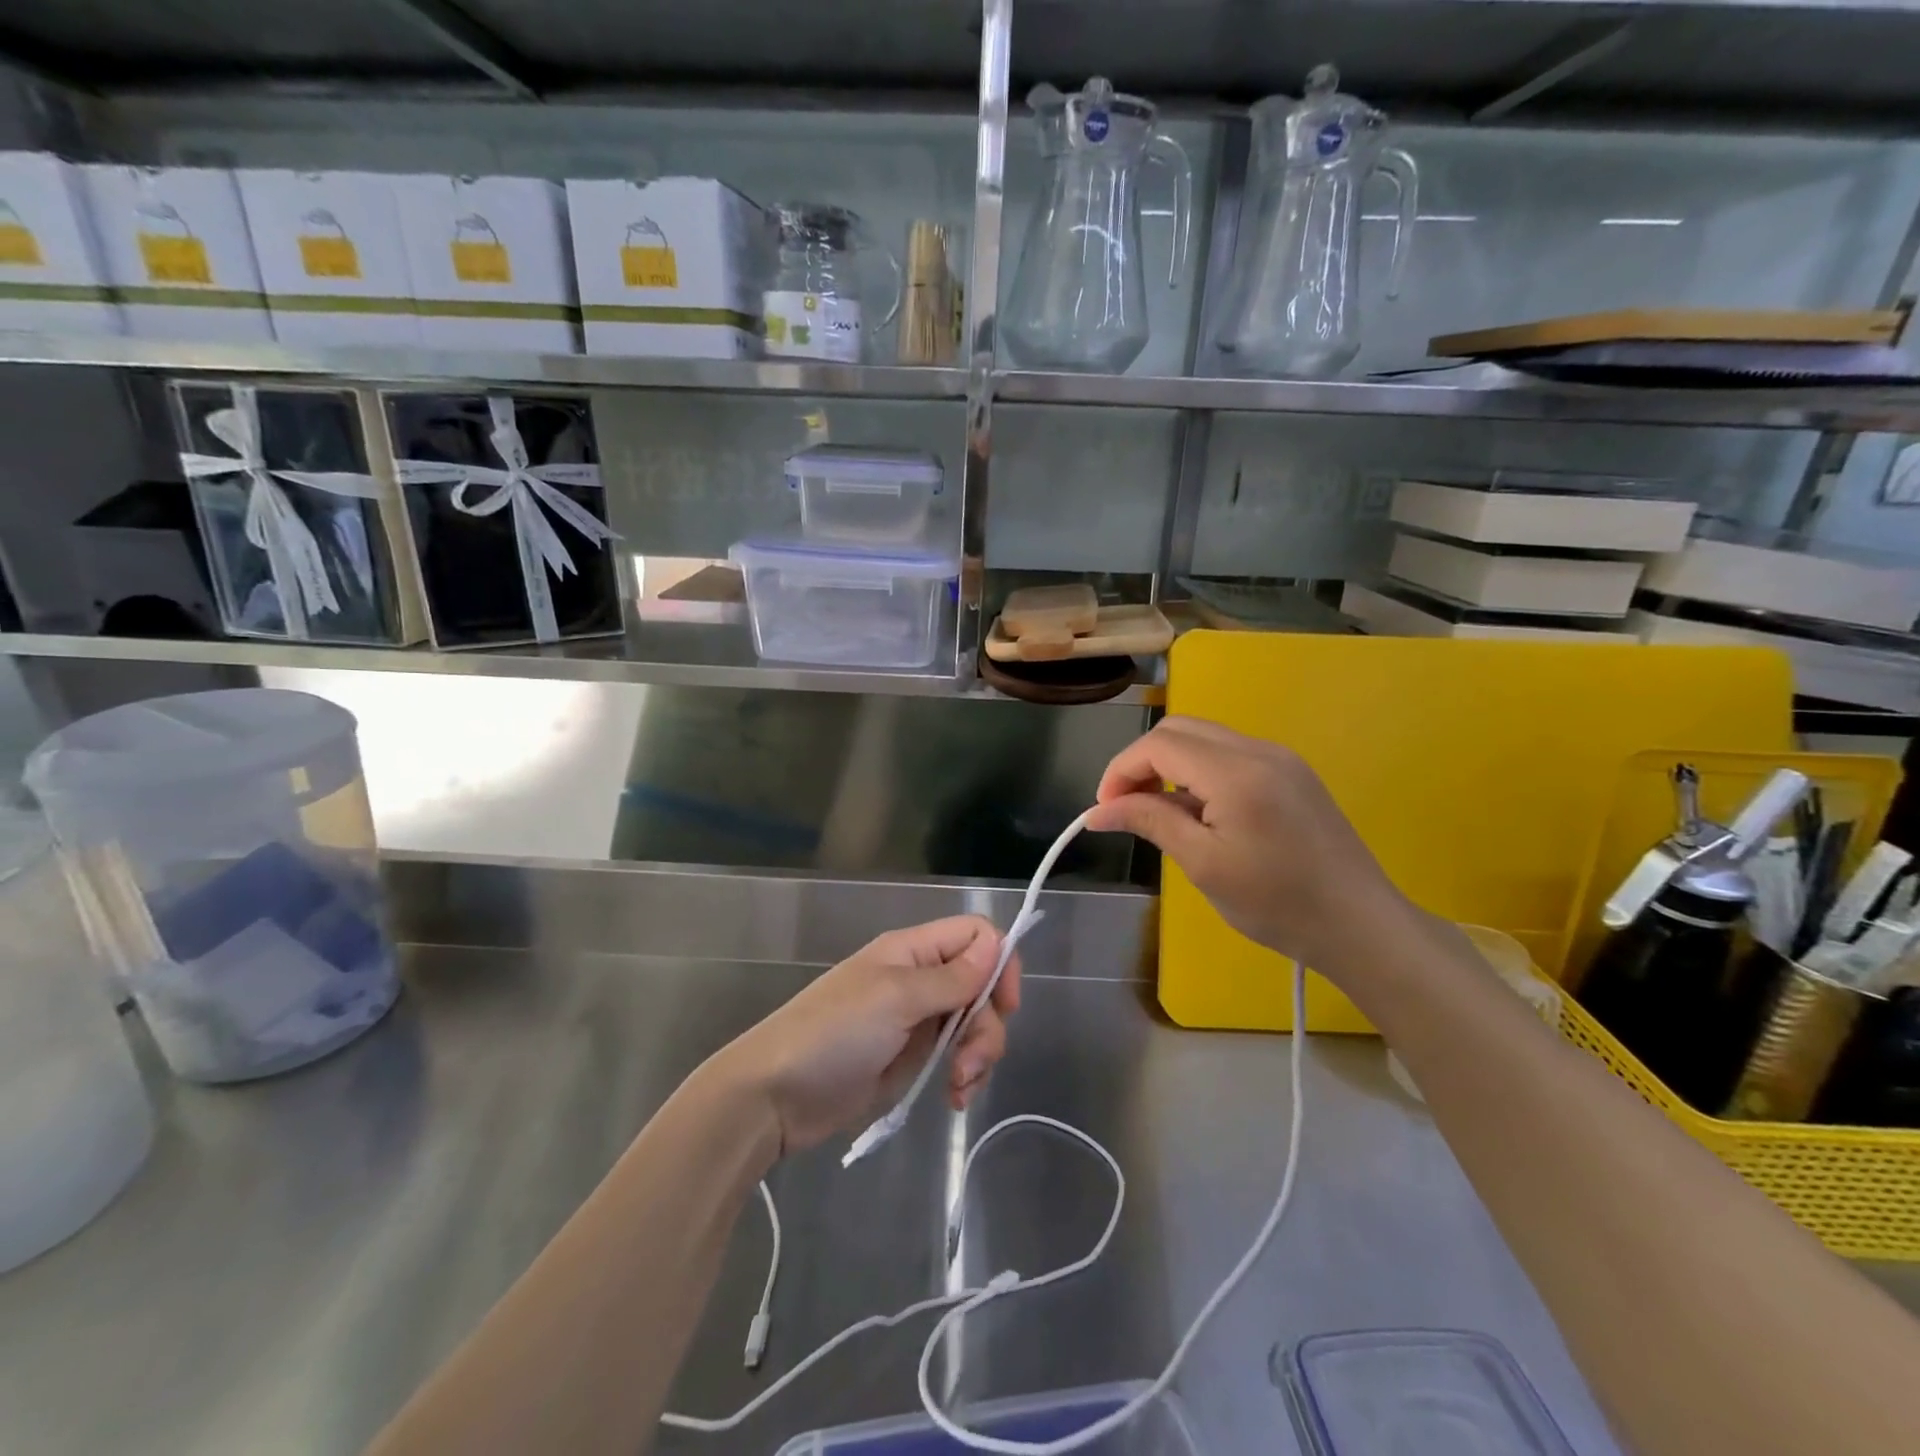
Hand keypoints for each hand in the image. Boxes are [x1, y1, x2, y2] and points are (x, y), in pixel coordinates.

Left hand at [713, 916, 1019, 1154]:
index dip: (999, 963)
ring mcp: (917, 1020)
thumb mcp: (895, 999)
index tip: (1004, 1004)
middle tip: (969, 1061)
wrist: (776, 1095)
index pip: (975, 935)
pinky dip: (965, 1075)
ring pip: (974, 1023)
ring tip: (958, 1086)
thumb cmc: (834, 1034)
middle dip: (987, 1024)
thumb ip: (950, 976)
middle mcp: (920, 979)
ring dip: (979, 1054)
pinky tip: (954, 1098)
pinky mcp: (912, 1058)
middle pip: (982, 985)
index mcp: (912, 951)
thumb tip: (996, 943)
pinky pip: (957, 1056)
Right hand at [1088, 716, 1410, 975]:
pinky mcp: (1292, 773)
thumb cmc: (1277, 903)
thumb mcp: (1204, 865)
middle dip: (1142, 761)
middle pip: (1180, 729)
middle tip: (1127, 807)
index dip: (1121, 770)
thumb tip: (1098, 810)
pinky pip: (1230, 753)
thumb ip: (1150, 822)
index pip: (1159, 744)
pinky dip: (1199, 771)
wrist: (1361, 924)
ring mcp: (1280, 758)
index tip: (1104, 810)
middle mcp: (1259, 750)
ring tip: (1159, 812)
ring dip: (1170, 764)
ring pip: (1204, 738)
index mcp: (1236, 772)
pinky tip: (1199, 811)